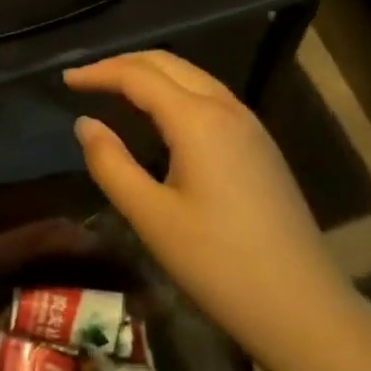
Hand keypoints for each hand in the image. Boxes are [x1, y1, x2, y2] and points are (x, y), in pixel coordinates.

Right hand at [65, 51, 369, 370]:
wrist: (304, 307)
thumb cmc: (219, 264)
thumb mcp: (152, 218)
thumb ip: (111, 164)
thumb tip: (85, 123)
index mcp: (197, 119)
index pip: (139, 76)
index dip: (99, 72)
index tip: (66, 80)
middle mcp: (226, 108)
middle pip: (168, 64)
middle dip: (124, 64)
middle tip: (88, 79)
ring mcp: (249, 125)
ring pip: (192, 77)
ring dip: (152, 74)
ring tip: (117, 89)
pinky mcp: (261, 145)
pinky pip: (210, 97)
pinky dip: (176, 91)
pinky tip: (163, 117)